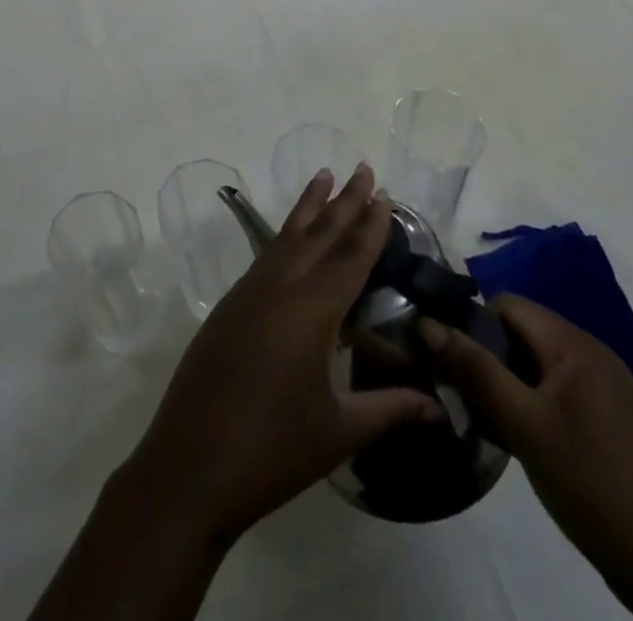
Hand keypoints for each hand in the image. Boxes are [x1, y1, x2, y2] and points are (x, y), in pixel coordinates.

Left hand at [123, 166, 439, 545]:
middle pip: (319, 234)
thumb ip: (390, 410)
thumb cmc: (273, 449)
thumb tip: (442, 409)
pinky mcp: (230, 305)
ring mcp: (248, 293)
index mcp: (310, 310)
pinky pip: (266, 256)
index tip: (383, 193)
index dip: (369, 225)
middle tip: (363, 168)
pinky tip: (291, 238)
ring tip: (324, 176)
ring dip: (309, 207)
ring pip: (286, 237)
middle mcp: (279, 287)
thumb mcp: (339, 432)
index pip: (349, 257)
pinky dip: (285, 236)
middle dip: (344, 201)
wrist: (190, 464)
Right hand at [425, 297, 632, 620]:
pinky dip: (535, 403)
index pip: (507, 304)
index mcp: (574, 344)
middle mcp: (594, 353)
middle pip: (523, 332)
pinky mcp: (616, 419)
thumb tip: (426, 322)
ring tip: (488, 419)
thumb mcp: (522, 424)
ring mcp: (610, 388)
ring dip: (509, 383)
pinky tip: (525, 439)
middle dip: (488, 356)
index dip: (472, 323)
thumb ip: (474, 369)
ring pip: (540, 364)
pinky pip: (561, 390)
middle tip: (464, 394)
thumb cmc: (591, 484)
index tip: (449, 359)